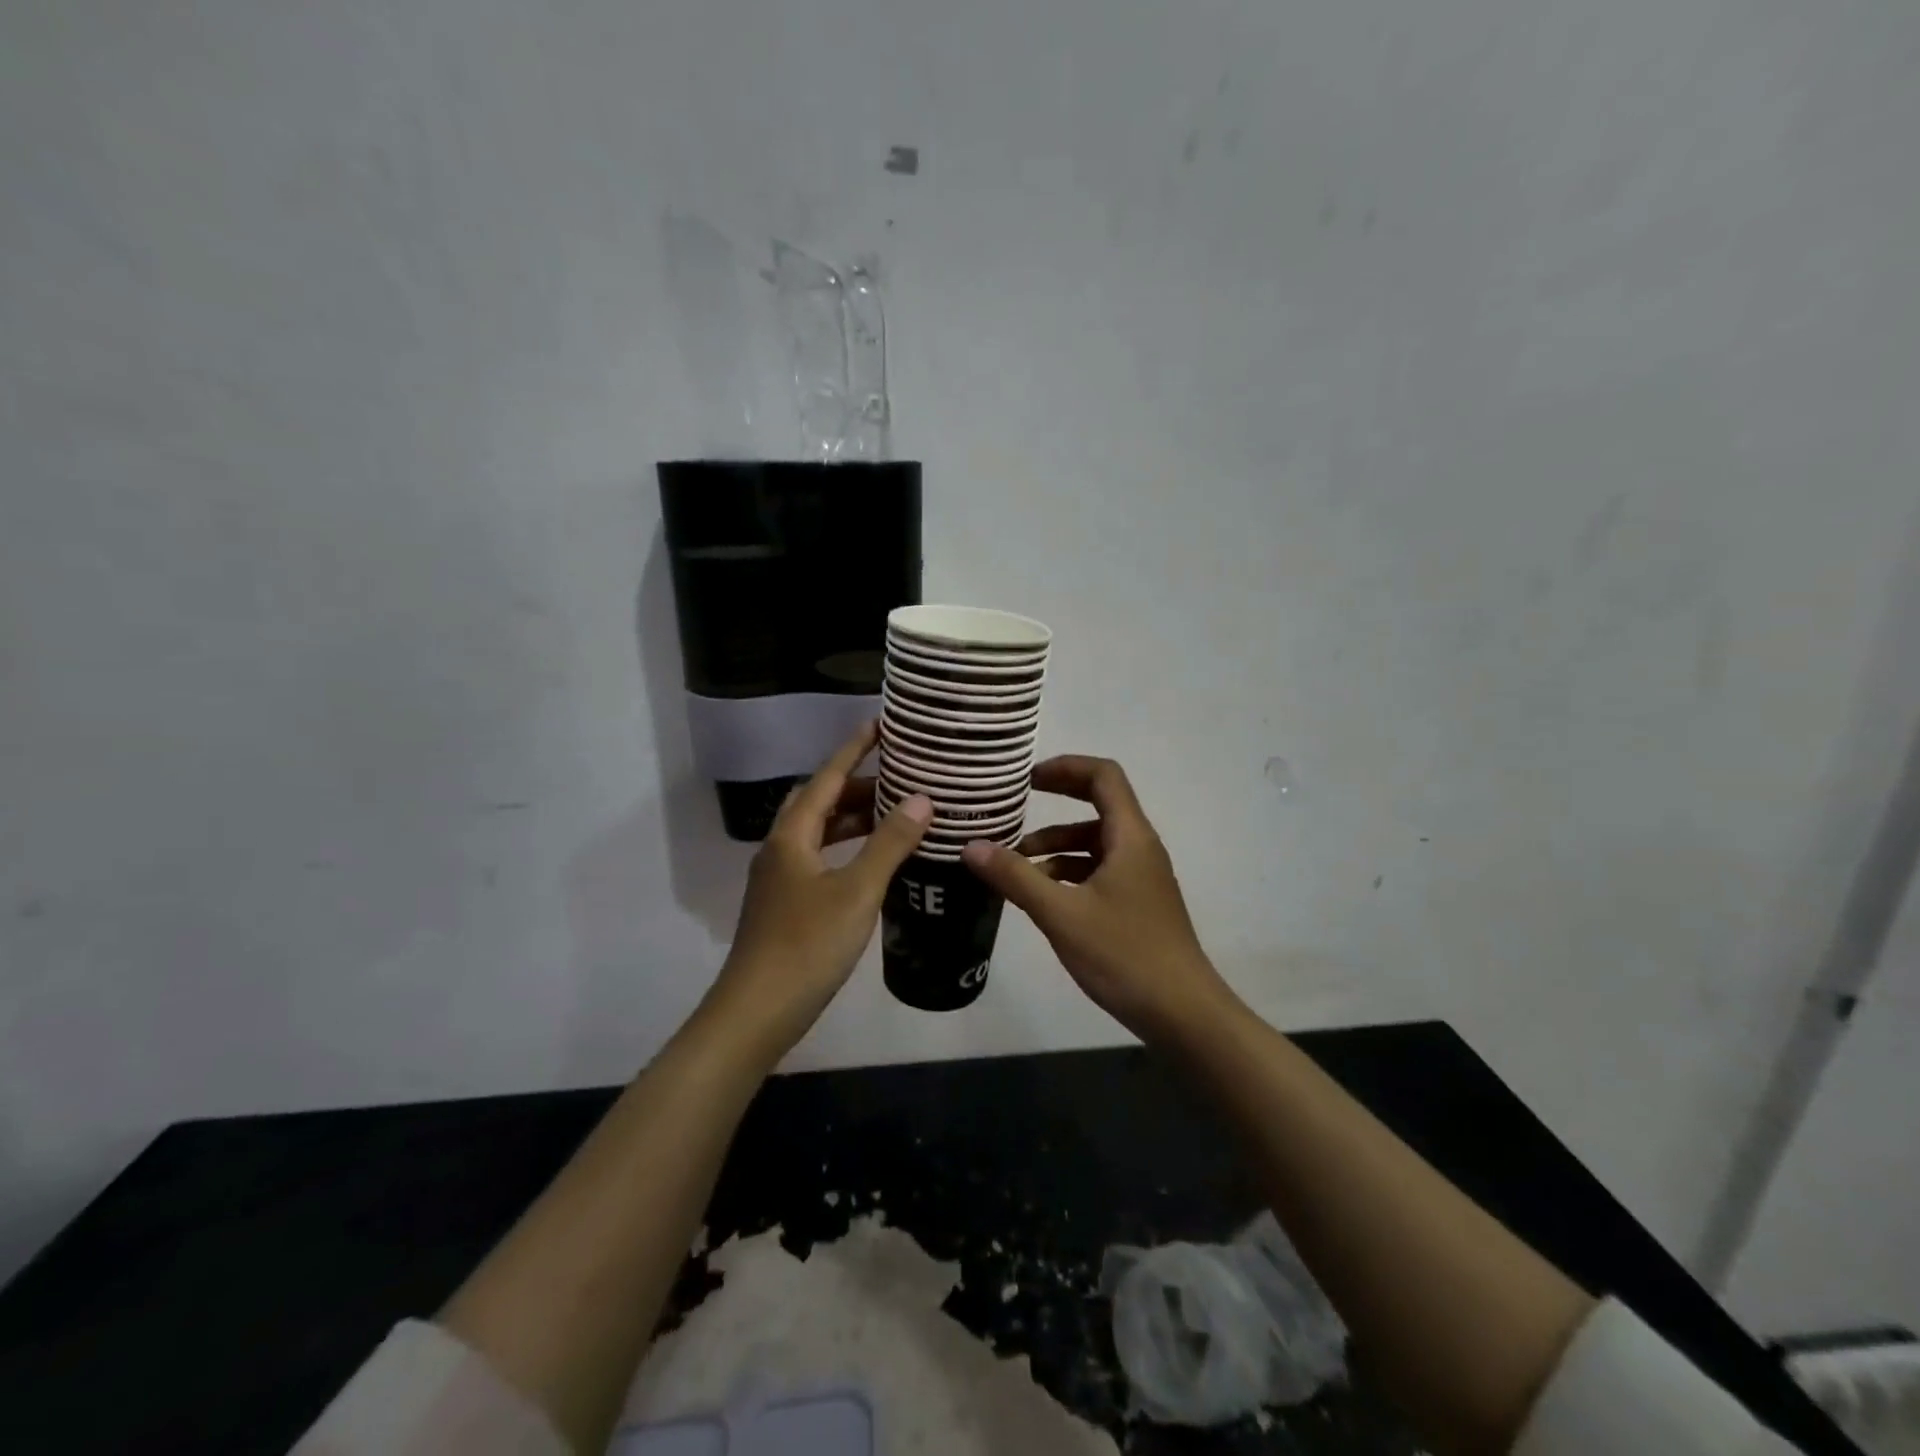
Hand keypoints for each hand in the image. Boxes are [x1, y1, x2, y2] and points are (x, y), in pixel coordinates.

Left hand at [704, 722, 931, 1058]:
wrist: (756, 1013)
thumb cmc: (807, 945)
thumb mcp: (857, 891)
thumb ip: (889, 843)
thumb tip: (921, 798)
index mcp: (791, 836)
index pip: (826, 777)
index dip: (853, 749)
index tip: (880, 725)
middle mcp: (780, 849)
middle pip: (819, 802)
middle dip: (856, 785)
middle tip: (897, 777)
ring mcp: (778, 879)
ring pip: (818, 833)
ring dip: (852, 819)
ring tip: (893, 815)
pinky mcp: (784, 905)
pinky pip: (819, 859)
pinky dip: (846, 849)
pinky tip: (872, 864)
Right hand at [961, 756, 1233, 1040]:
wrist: (1182, 1013)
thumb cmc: (1124, 954)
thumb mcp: (1061, 914)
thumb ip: (1015, 877)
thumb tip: (971, 846)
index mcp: (1130, 837)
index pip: (1103, 776)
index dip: (1066, 767)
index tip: (1027, 778)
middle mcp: (1139, 847)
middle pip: (1099, 805)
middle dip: (1056, 803)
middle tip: (1015, 806)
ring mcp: (1141, 877)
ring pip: (1095, 843)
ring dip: (1057, 845)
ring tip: (1015, 865)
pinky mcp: (1137, 903)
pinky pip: (1099, 870)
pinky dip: (1069, 872)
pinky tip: (1041, 896)